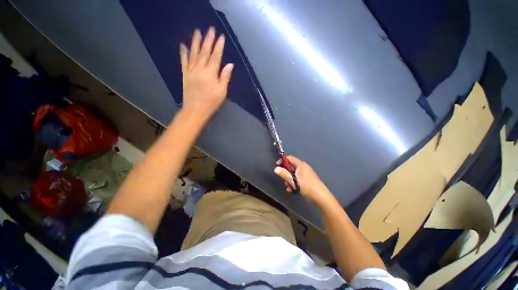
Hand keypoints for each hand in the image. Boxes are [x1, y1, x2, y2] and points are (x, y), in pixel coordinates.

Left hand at [180, 27, 233, 117]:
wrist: (195, 109)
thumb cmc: (211, 102)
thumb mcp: (222, 91)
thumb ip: (225, 77)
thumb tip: (230, 64)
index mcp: (211, 73)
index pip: (216, 56)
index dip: (219, 46)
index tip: (221, 36)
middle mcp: (200, 68)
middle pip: (204, 52)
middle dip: (208, 40)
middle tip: (210, 28)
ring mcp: (191, 70)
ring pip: (193, 53)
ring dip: (195, 41)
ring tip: (197, 31)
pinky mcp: (185, 74)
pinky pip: (183, 61)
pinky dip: (183, 53)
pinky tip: (183, 45)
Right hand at [274, 155, 332, 204]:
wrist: (320, 196)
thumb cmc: (306, 186)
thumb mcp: (293, 180)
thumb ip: (284, 174)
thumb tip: (276, 169)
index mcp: (300, 164)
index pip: (289, 158)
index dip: (282, 160)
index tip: (277, 166)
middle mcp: (303, 167)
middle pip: (291, 166)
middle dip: (285, 173)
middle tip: (282, 179)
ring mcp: (306, 174)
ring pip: (293, 174)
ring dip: (289, 179)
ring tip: (288, 187)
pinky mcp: (307, 180)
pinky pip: (297, 178)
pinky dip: (293, 183)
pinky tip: (292, 190)